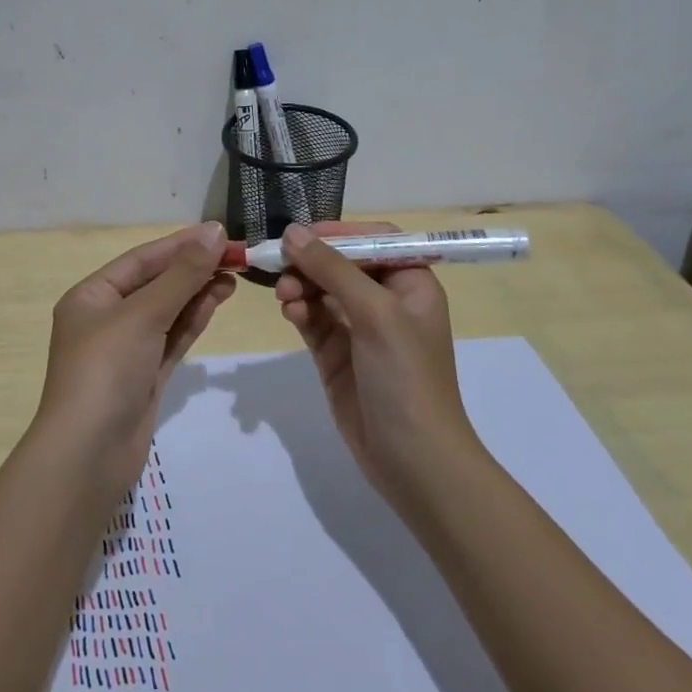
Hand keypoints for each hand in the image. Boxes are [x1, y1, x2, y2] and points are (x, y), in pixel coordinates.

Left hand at [36, 222, 235, 493]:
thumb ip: (182, 275)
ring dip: (198, 292)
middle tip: (236, 256)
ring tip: (234, 276)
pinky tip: (217, 301)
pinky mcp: (144, 376)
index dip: (181, 244)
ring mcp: (126, 350)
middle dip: (193, 269)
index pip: (141, 260)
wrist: (89, 454)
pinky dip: (193, 320)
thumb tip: (213, 232)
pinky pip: (172, 338)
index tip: (220, 233)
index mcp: (91, 296)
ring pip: (167, 311)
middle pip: (155, 284)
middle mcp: (106, 318)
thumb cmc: (106, 370)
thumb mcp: (143, 314)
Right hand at [273, 222, 480, 501]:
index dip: (339, 232)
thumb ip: (332, 269)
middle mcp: (386, 301)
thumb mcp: (375, 313)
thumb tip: (293, 232)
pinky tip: (290, 311)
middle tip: (279, 264)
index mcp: (410, 284)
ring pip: (322, 290)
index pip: (373, 240)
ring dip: (301, 285)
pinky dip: (299, 310)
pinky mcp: (336, 354)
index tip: (302, 234)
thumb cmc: (406, 376)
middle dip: (311, 262)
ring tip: (285, 295)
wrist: (412, 458)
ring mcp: (359, 329)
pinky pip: (313, 319)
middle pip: (341, 264)